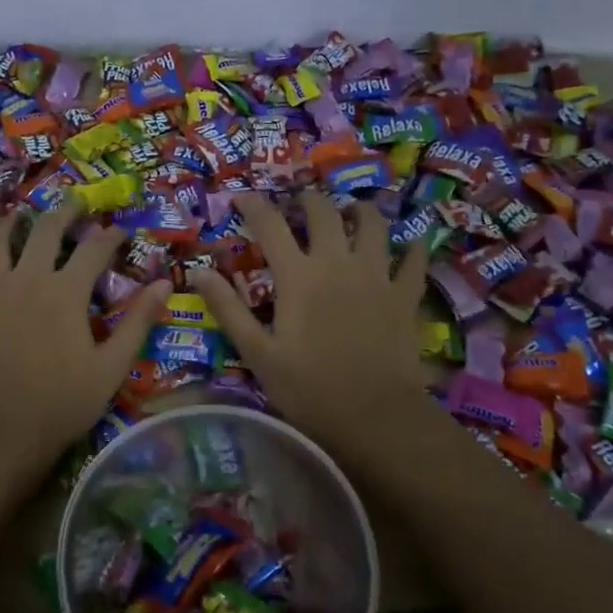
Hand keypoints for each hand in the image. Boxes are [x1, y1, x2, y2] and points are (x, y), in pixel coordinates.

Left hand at [0, 204, 169, 491]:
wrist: (2, 434)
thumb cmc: (63, 403)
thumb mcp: (112, 367)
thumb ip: (138, 322)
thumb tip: (164, 284)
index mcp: (66, 292)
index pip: (94, 249)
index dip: (111, 235)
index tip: (121, 230)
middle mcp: (27, 281)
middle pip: (45, 232)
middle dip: (62, 212)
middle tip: (72, 201)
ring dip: (8, 226)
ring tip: (16, 215)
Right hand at [190, 191, 429, 468]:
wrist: (375, 416)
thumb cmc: (309, 388)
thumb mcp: (257, 353)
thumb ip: (228, 308)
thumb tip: (197, 271)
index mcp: (298, 276)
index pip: (270, 225)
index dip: (253, 205)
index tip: (241, 196)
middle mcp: (337, 263)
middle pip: (324, 213)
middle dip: (308, 200)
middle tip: (299, 203)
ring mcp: (377, 275)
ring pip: (373, 224)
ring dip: (359, 211)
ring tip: (351, 211)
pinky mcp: (405, 295)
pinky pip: (414, 259)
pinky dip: (413, 246)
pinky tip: (412, 242)